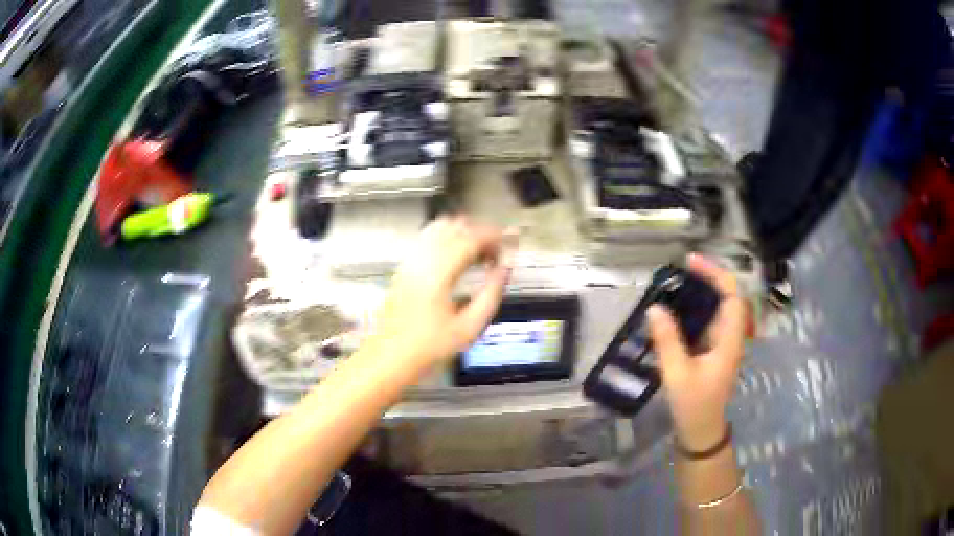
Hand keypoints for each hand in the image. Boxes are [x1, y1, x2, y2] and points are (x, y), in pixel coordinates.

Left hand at [370, 217, 514, 374]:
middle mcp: (422, 259)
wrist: (390, 356)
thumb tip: (506, 268)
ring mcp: (410, 260)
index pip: (471, 238)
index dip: (494, 236)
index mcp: (439, 273)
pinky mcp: (404, 265)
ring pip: (440, 227)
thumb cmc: (430, 347)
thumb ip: (491, 293)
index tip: (510, 243)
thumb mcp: (469, 327)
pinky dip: (447, 238)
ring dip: (463, 232)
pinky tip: (458, 257)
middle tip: (497, 251)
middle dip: (481, 233)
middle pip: (456, 227)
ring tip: (479, 253)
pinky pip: (427, 237)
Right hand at [647, 254, 746, 451]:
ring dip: (701, 292)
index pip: (732, 295)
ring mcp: (723, 343)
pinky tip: (676, 311)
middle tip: (680, 270)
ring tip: (676, 285)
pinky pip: (708, 321)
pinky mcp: (713, 351)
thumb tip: (655, 308)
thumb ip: (667, 340)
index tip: (691, 262)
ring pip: (718, 308)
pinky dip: (695, 309)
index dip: (715, 274)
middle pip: (727, 296)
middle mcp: (730, 336)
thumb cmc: (693, 404)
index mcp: (729, 339)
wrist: (701, 431)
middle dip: (708, 278)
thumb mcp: (677, 374)